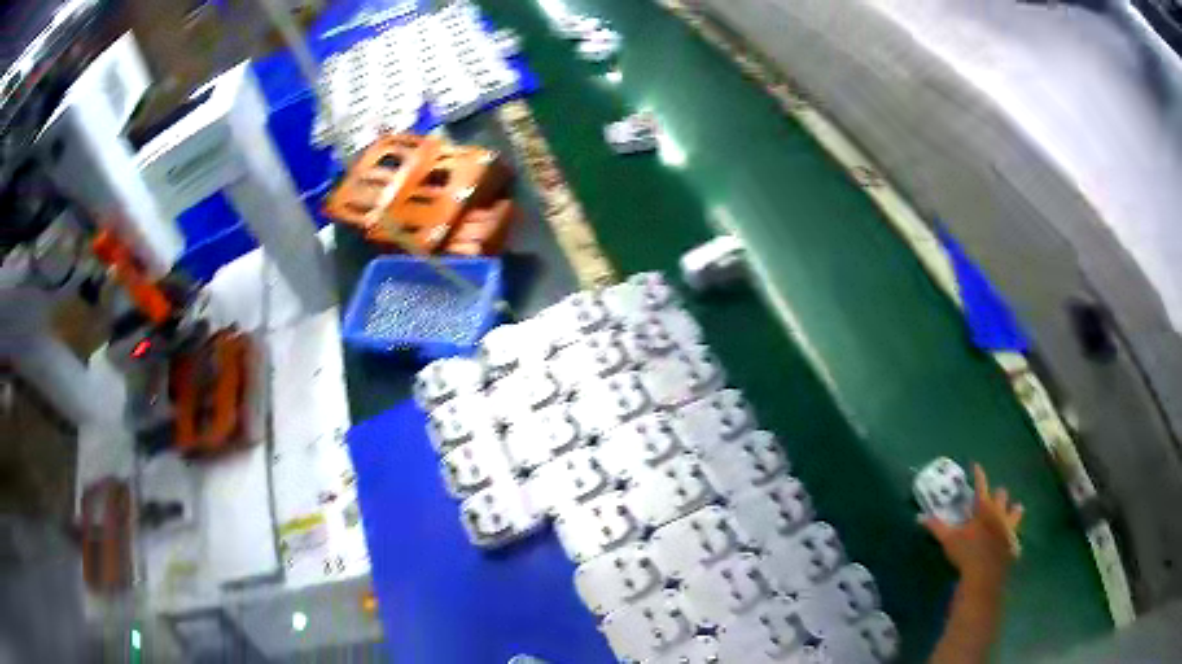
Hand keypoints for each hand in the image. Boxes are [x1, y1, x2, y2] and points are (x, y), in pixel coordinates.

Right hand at [922, 464, 1024, 586]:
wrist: (984, 574)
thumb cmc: (966, 552)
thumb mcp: (948, 539)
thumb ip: (936, 526)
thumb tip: (919, 516)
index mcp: (984, 508)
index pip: (981, 485)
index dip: (979, 475)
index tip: (977, 465)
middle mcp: (999, 512)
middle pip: (1002, 495)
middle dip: (998, 494)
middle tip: (992, 497)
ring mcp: (1008, 527)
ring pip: (1016, 511)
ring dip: (1013, 510)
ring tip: (1012, 510)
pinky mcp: (1013, 542)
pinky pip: (1016, 535)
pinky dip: (1013, 535)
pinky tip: (1010, 540)